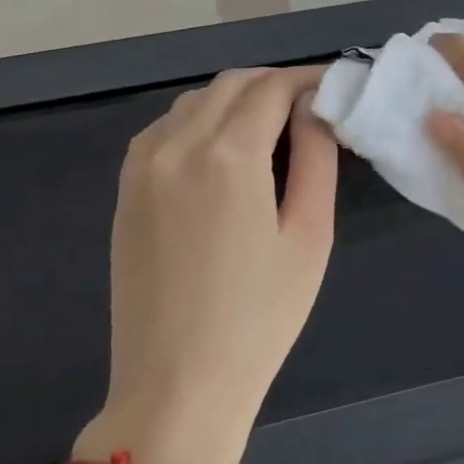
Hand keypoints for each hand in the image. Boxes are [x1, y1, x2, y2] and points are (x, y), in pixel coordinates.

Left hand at [84, 66, 337, 463]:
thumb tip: (314, 108)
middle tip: (313, 107)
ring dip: (238, 98)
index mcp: (227, 156)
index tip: (337, 87)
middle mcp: (176, 146)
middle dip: (276, 83)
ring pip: (196, 100)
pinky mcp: (126, 190)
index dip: (309, 78)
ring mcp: (142, 167)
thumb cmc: (261, 315)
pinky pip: (166, 128)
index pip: (273, 87)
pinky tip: (225, 149)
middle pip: (232, 84)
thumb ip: (317, 157)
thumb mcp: (311, 234)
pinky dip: (202, 119)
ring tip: (275, 126)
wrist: (177, 384)